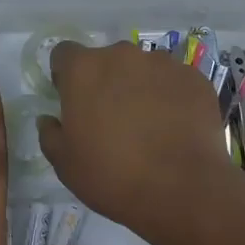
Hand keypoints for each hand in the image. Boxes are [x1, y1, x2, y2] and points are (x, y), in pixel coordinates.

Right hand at [37, 41, 233, 232]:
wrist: (183, 190)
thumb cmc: (112, 176)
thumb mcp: (65, 164)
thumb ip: (50, 134)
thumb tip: (50, 119)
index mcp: (84, 69)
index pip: (64, 53)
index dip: (65, 76)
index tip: (72, 101)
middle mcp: (122, 54)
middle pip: (107, 60)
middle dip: (106, 82)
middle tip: (111, 119)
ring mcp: (163, 63)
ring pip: (143, 69)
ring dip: (140, 87)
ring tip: (149, 126)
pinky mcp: (194, 78)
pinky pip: (174, 82)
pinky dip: (171, 97)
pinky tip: (175, 128)